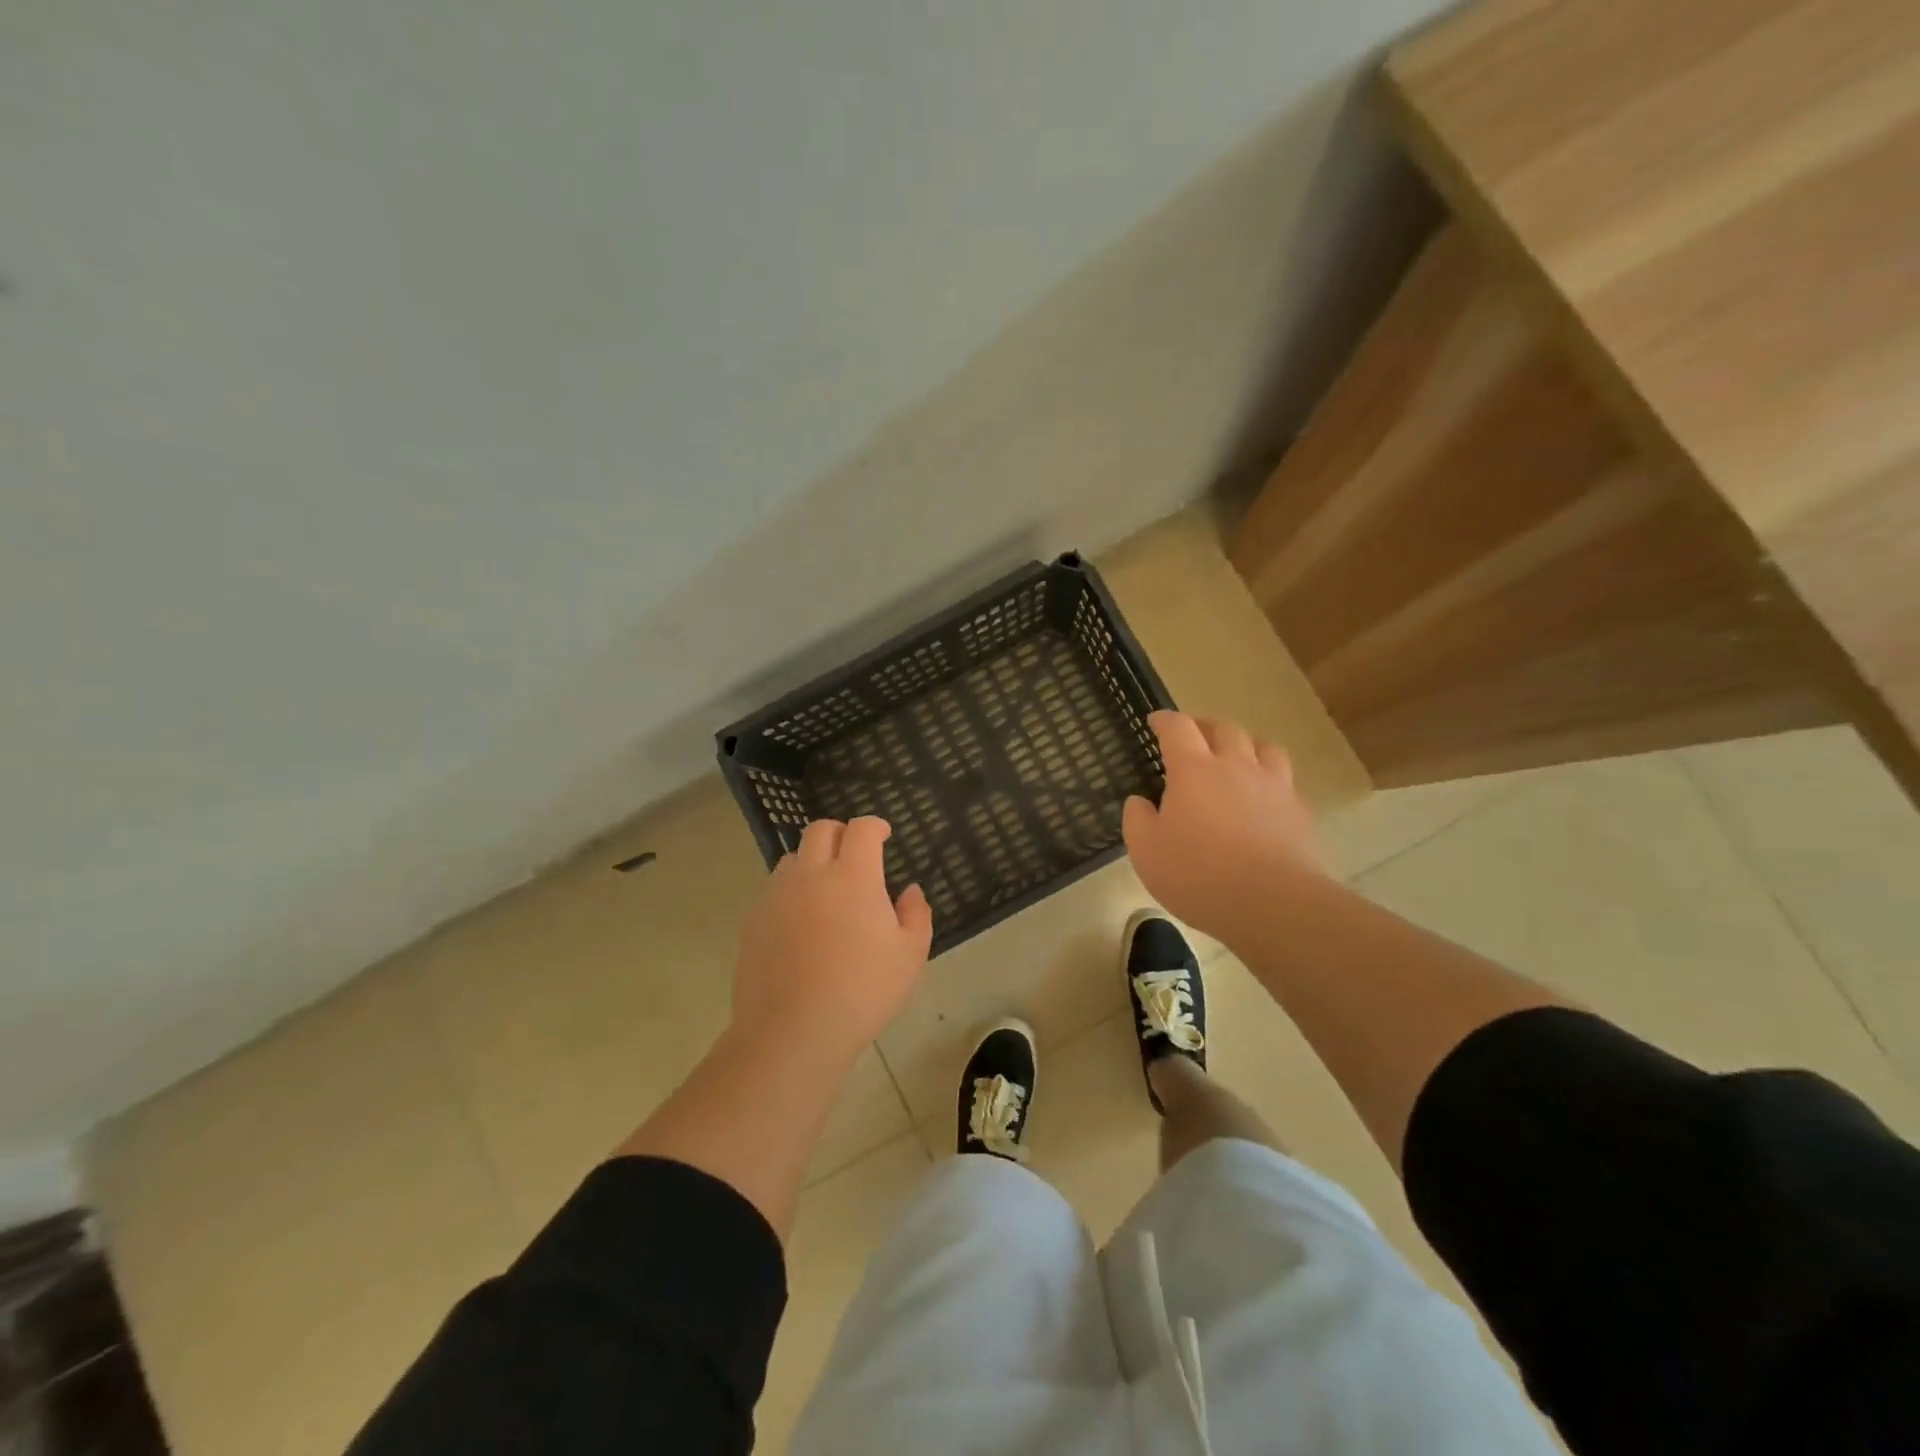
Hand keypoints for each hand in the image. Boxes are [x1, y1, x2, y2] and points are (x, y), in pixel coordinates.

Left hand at [731, 816, 932, 1060]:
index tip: (883, 836)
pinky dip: (791, 892)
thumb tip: (909, 891)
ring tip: (826, 890)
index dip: (875, 826)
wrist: (793, 1031)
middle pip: (820, 830)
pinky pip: (774, 890)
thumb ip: (916, 914)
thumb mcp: (910, 955)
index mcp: (853, 876)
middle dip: (841, 833)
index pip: (861, 829)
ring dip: (812, 861)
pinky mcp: (753, 919)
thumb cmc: (862, 991)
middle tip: (854, 855)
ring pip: (793, 857)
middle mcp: (811, 874)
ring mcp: (777, 895)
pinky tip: (801, 923)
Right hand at [1123, 711, 1326, 943]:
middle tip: (1194, 736)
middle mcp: (1235, 766)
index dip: (1165, 720)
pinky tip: (1263, 794)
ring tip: (1236, 754)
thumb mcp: (1146, 851)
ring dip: (1244, 743)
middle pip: (1224, 729)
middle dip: (1205, 726)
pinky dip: (1269, 776)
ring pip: (1262, 746)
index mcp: (1194, 770)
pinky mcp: (1298, 810)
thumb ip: (1137, 820)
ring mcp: (1272, 786)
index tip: (1156, 721)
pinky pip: (1284, 779)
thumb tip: (1140, 801)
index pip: (1178, 728)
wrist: (1271, 902)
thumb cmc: (1197, 874)